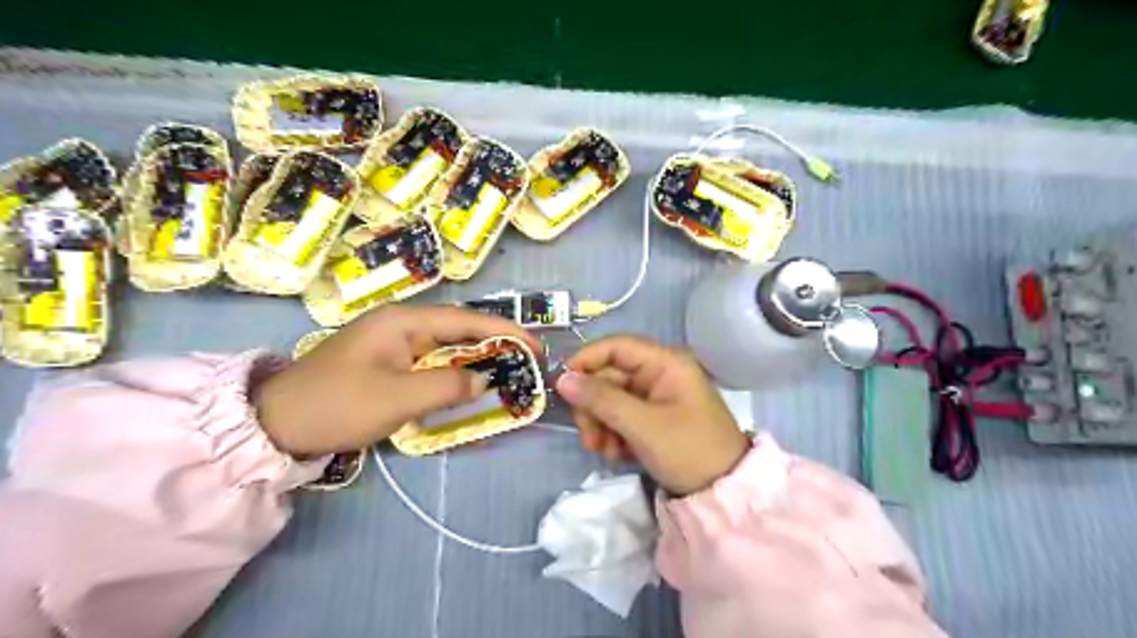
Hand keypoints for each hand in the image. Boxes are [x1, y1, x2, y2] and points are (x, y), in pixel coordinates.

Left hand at [251, 307, 540, 456]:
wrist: (277, 424)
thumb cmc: (338, 405)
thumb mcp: (398, 398)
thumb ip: (448, 386)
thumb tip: (483, 381)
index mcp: (404, 320)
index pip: (467, 320)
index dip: (506, 331)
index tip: (536, 347)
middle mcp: (401, 323)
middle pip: (460, 328)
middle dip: (496, 342)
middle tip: (528, 360)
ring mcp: (393, 342)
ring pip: (447, 345)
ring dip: (477, 357)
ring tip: (509, 369)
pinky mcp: (387, 361)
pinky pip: (431, 361)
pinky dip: (455, 371)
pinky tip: (469, 383)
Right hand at [556, 337, 752, 496]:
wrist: (723, 493)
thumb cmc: (688, 450)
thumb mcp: (643, 425)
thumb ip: (601, 399)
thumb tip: (562, 379)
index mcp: (665, 363)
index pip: (616, 346)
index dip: (587, 360)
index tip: (562, 385)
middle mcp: (659, 374)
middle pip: (610, 376)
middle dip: (593, 406)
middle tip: (588, 436)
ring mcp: (656, 398)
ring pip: (611, 399)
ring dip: (600, 423)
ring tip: (603, 450)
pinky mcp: (653, 419)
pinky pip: (622, 417)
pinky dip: (613, 434)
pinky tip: (616, 455)